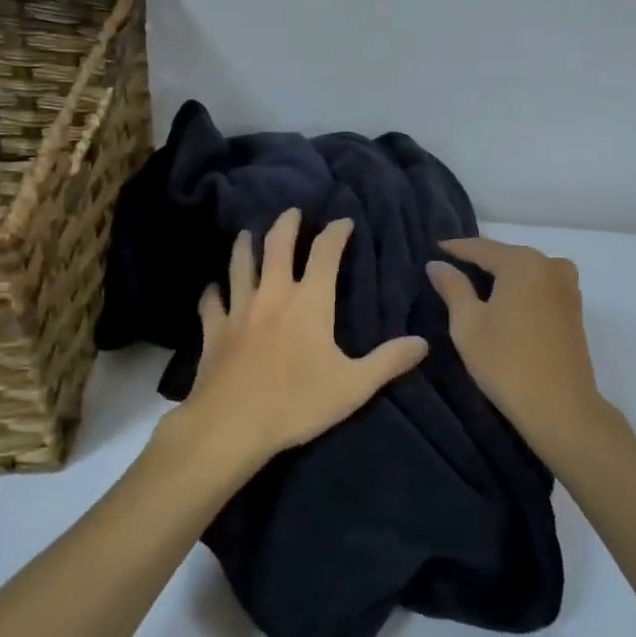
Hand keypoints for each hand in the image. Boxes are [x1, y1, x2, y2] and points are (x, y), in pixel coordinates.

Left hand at [176, 208, 428, 464]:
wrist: (231, 425)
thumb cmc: (297, 403)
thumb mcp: (353, 386)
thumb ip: (388, 362)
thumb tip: (423, 342)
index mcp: (309, 302)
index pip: (325, 254)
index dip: (335, 233)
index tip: (342, 221)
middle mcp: (273, 295)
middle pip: (277, 247)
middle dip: (287, 225)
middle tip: (292, 212)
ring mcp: (239, 310)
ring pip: (240, 266)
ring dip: (245, 247)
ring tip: (247, 233)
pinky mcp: (214, 331)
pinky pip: (212, 303)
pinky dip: (213, 292)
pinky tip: (213, 288)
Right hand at [427, 236, 627, 454]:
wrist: (561, 407)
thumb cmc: (506, 362)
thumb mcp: (468, 324)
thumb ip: (453, 287)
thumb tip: (437, 264)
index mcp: (523, 263)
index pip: (481, 248)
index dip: (456, 248)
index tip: (434, 249)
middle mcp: (550, 265)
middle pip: (507, 256)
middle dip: (480, 260)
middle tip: (452, 266)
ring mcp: (567, 287)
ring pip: (526, 271)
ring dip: (502, 275)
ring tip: (476, 285)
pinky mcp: (574, 309)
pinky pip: (540, 286)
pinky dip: (520, 289)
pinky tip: (505, 302)